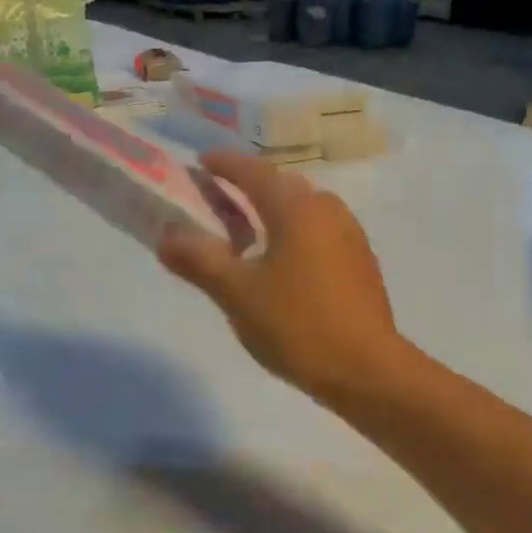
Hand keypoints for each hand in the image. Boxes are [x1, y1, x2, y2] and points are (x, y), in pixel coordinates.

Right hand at [160, 151, 404, 401]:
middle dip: (248, 189)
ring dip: (274, 214)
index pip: (255, 172)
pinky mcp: (361, 264)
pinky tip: (282, 266)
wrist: (366, 369)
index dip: (225, 165)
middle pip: (282, 187)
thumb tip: (165, 237)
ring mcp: (351, 237)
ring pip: (305, 212)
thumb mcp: (238, 293)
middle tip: (218, 204)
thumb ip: (199, 260)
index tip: (201, 164)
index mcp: (297, 208)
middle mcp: (329, 211)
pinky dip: (294, 236)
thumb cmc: (297, 324)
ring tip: (247, 237)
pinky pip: (320, 234)